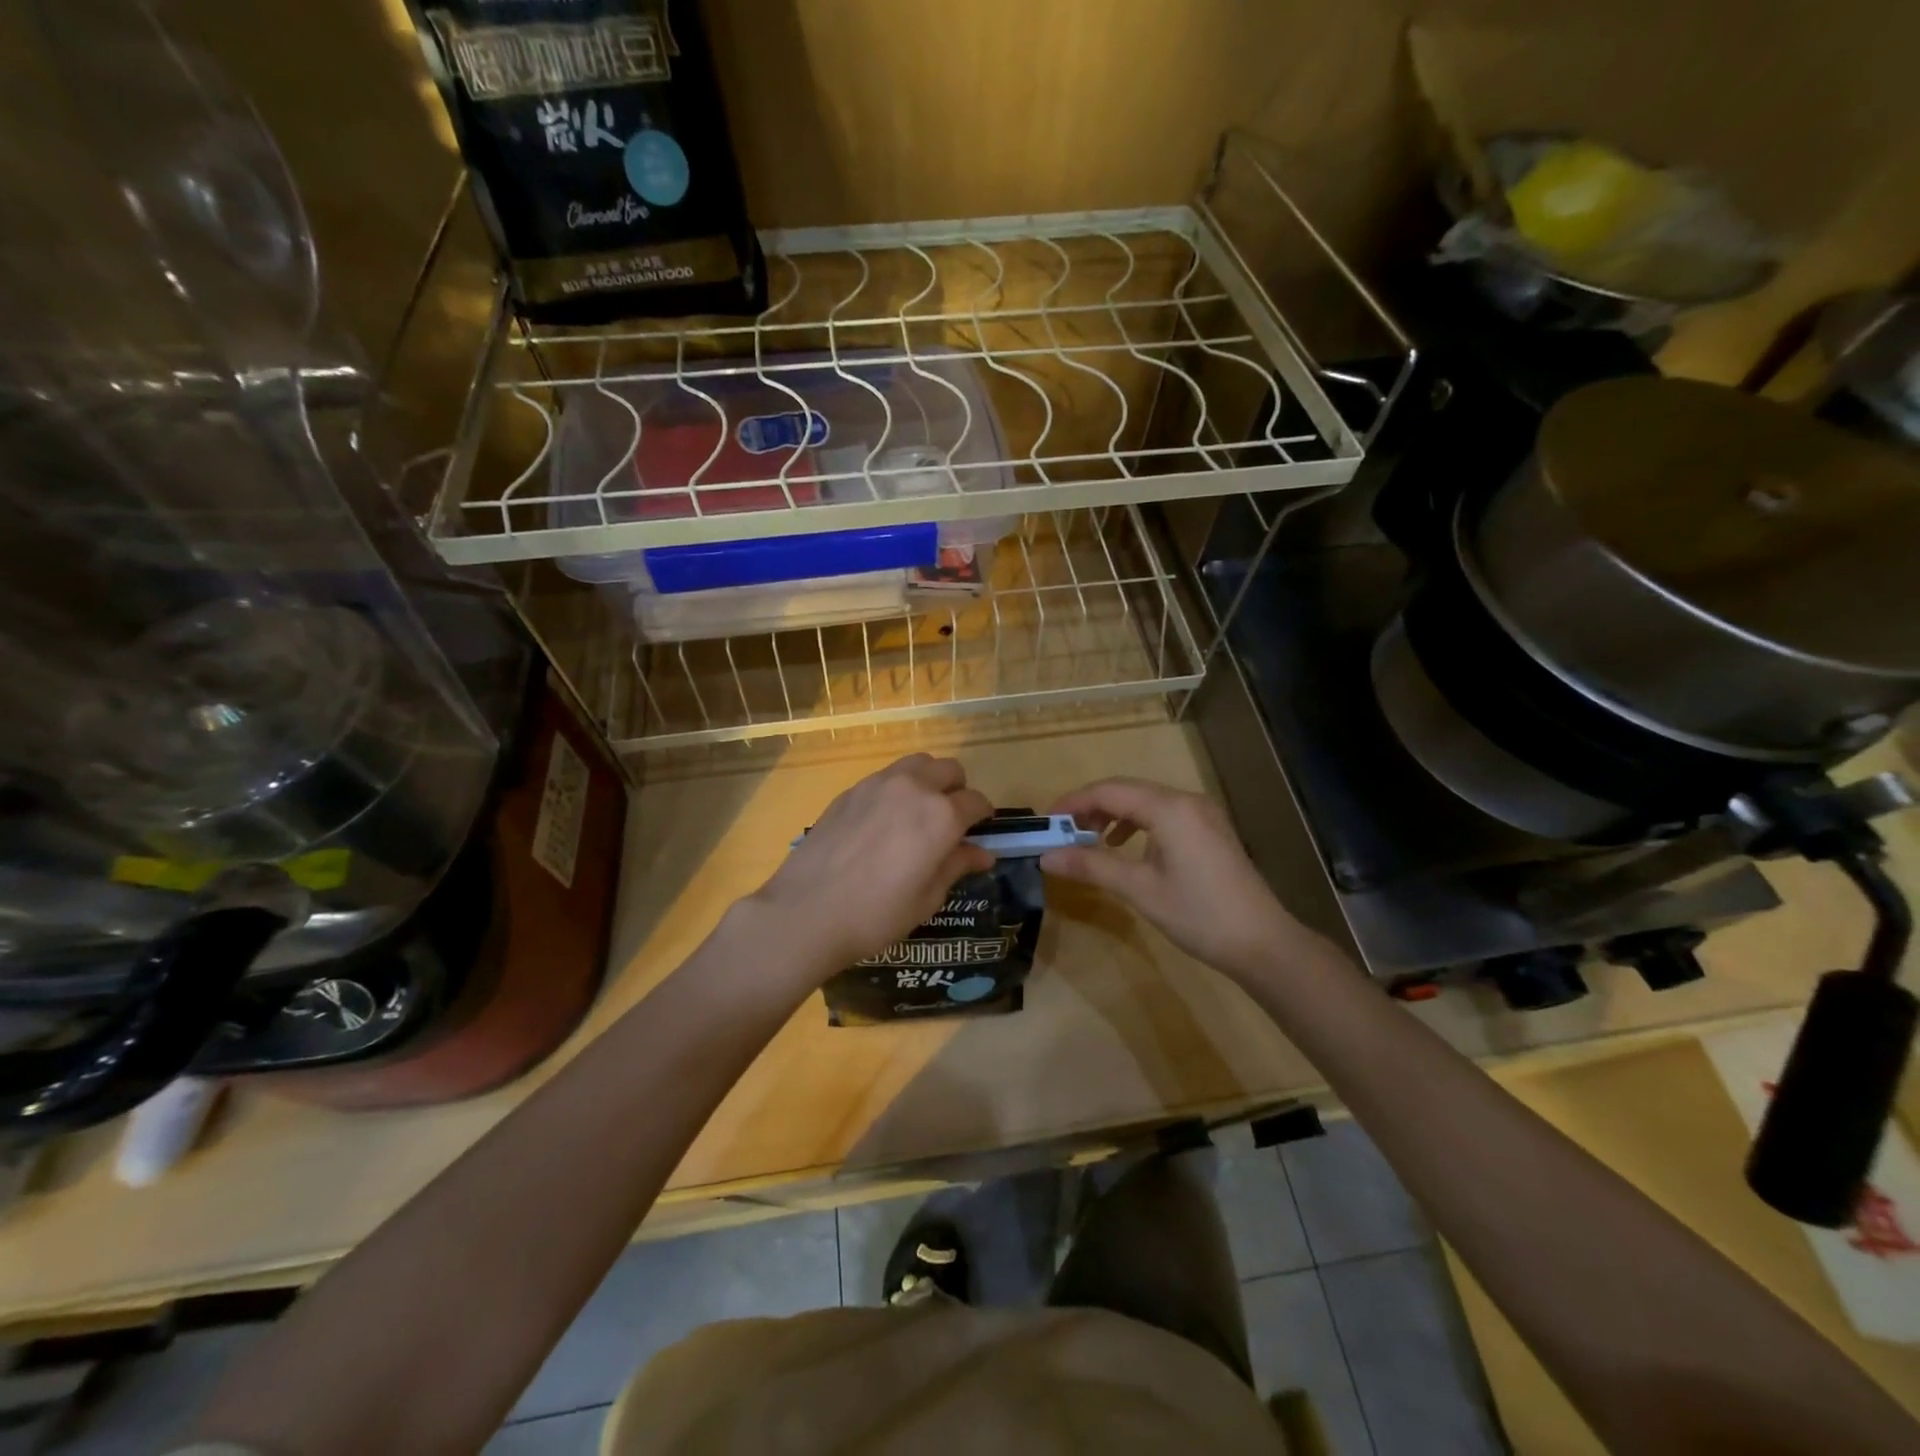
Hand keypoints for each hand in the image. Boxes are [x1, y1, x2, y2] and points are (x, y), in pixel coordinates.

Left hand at [747, 754, 993, 980]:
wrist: (806, 912)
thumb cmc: (876, 915)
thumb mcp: (927, 898)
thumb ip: (956, 865)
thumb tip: (983, 853)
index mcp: (941, 815)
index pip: (976, 801)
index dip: (983, 817)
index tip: (980, 832)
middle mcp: (914, 788)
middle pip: (949, 770)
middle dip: (957, 790)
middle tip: (950, 821)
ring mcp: (878, 784)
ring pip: (917, 764)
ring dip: (927, 780)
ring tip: (918, 812)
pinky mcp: (850, 790)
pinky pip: (886, 776)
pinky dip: (897, 788)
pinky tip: (884, 820)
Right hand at [1041, 777, 1311, 981]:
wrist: (1262, 942)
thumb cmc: (1198, 914)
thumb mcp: (1139, 889)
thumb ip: (1091, 866)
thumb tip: (1046, 856)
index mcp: (1169, 809)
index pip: (1110, 791)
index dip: (1074, 802)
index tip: (1047, 822)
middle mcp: (1186, 800)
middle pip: (1127, 790)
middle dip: (1091, 807)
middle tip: (1063, 832)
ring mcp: (1202, 813)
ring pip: (1146, 800)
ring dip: (1113, 814)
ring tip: (1088, 839)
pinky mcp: (1209, 828)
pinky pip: (1163, 813)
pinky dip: (1137, 823)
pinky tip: (1125, 846)